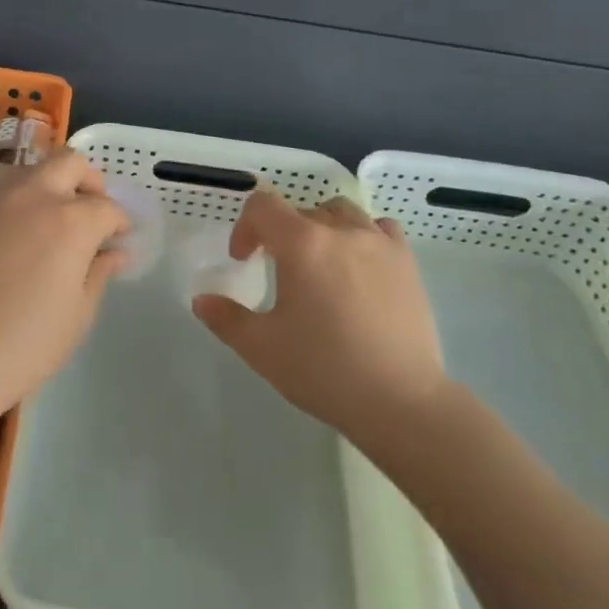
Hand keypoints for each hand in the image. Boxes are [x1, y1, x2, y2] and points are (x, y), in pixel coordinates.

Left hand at [0, 151, 129, 417]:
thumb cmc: (24, 345)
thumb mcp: (77, 316)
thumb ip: (99, 273)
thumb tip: (115, 252)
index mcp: (70, 221)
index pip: (107, 207)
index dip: (119, 222)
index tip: (119, 238)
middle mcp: (32, 196)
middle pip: (68, 162)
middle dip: (87, 180)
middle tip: (89, 209)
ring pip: (28, 170)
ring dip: (46, 185)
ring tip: (47, 218)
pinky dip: (12, 205)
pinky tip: (8, 237)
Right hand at [192, 190, 446, 451]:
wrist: (401, 403)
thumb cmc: (324, 371)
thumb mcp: (262, 348)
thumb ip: (226, 319)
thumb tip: (201, 300)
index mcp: (301, 243)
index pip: (263, 206)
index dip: (246, 227)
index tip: (244, 260)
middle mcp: (340, 230)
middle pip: (300, 211)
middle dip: (281, 234)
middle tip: (278, 273)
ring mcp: (379, 243)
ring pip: (340, 213)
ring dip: (321, 229)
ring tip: (320, 264)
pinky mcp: (407, 262)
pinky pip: (380, 229)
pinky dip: (364, 236)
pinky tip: (361, 266)